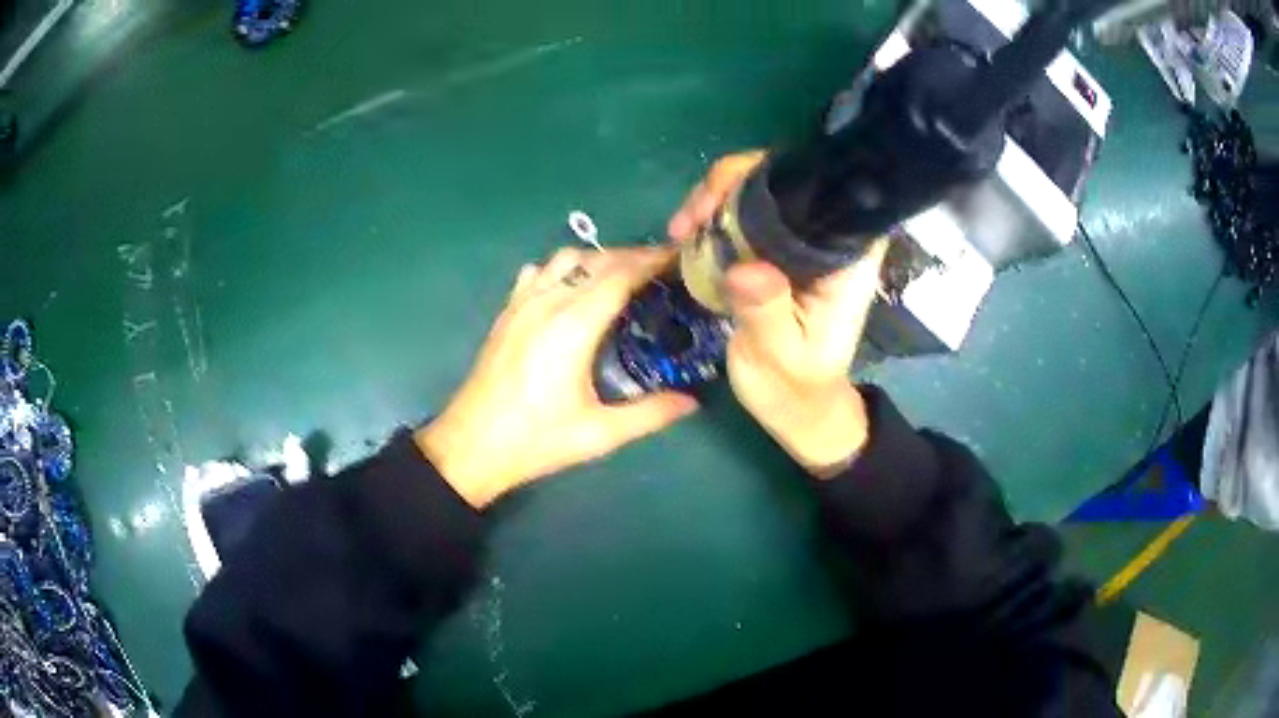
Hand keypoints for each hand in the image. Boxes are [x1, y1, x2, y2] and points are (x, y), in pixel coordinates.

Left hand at [416, 247, 698, 508]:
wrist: (471, 446)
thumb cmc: (536, 441)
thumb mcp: (598, 434)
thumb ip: (649, 414)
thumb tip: (691, 401)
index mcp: (573, 327)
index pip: (620, 275)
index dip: (652, 261)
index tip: (679, 257)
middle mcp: (547, 303)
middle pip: (596, 260)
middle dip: (632, 256)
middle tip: (662, 268)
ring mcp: (522, 304)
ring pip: (565, 259)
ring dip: (598, 258)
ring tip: (622, 275)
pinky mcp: (506, 312)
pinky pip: (538, 272)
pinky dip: (564, 268)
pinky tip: (572, 288)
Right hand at [669, 152, 886, 476]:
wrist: (795, 409)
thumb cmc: (797, 387)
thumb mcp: (782, 356)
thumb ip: (768, 312)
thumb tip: (744, 268)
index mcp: (845, 259)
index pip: (820, 192)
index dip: (769, 179)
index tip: (722, 202)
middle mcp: (824, 240)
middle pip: (781, 181)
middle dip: (730, 186)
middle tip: (687, 222)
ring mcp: (796, 244)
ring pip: (756, 195)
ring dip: (713, 201)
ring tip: (679, 231)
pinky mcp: (773, 253)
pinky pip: (741, 220)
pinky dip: (711, 220)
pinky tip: (685, 238)